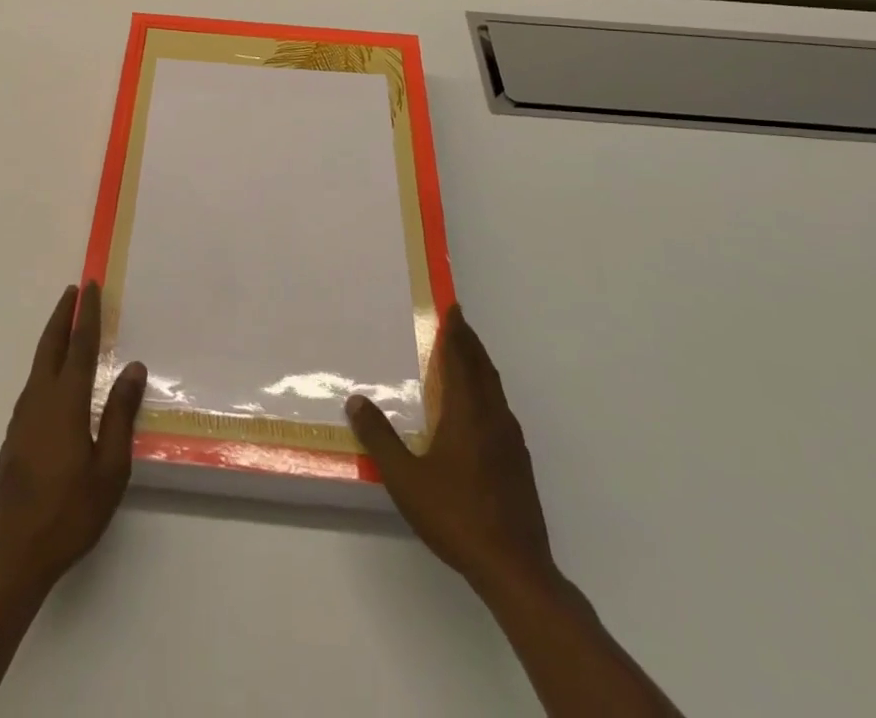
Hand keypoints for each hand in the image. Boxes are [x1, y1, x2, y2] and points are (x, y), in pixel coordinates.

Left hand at [0, 282, 146, 593]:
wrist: (13, 556)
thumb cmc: (70, 513)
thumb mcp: (110, 468)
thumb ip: (121, 414)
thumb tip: (133, 368)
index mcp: (65, 404)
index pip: (80, 347)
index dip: (87, 315)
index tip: (91, 287)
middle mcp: (40, 401)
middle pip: (51, 347)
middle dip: (62, 316)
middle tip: (73, 292)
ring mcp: (22, 419)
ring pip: (38, 365)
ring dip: (53, 338)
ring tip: (66, 325)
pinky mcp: (15, 436)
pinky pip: (34, 384)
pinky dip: (47, 364)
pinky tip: (54, 377)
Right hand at [346, 306, 557, 598]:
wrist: (515, 569)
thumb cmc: (456, 515)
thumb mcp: (406, 478)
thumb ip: (380, 438)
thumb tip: (356, 400)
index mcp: (468, 413)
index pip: (461, 359)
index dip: (456, 332)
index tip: (452, 308)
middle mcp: (494, 418)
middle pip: (483, 369)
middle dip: (470, 343)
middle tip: (457, 323)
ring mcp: (511, 442)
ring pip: (495, 390)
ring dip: (480, 367)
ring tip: (465, 359)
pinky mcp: (519, 464)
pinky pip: (500, 410)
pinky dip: (487, 393)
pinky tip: (478, 412)